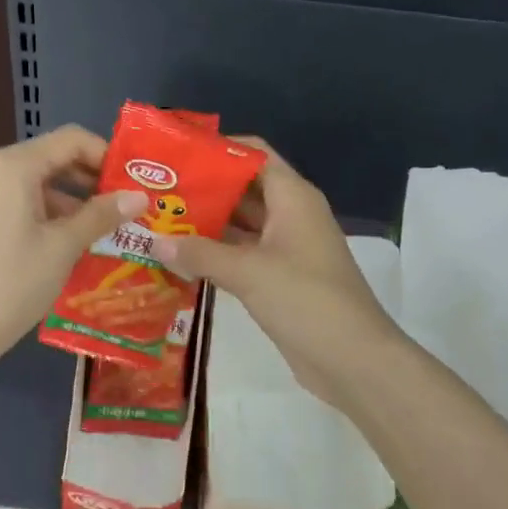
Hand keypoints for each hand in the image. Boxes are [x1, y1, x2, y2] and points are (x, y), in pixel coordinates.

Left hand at [0, 126, 146, 370]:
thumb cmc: (11, 281)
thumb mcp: (63, 247)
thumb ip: (101, 216)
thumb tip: (139, 196)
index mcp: (12, 165)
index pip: (71, 140)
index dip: (106, 155)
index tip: (133, 183)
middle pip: (51, 160)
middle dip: (90, 182)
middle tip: (126, 208)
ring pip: (34, 186)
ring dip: (70, 203)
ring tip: (104, 232)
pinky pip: (16, 206)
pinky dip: (45, 217)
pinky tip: (68, 246)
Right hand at [151, 140, 402, 408]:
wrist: (352, 359)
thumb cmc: (305, 300)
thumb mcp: (249, 272)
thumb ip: (200, 254)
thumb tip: (155, 242)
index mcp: (293, 198)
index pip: (254, 155)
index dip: (217, 149)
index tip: (175, 152)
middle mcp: (290, 216)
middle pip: (243, 189)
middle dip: (202, 189)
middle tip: (154, 192)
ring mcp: (286, 249)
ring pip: (240, 225)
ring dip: (205, 224)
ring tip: (157, 222)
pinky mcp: (279, 280)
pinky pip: (242, 256)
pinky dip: (215, 255)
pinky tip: (179, 259)